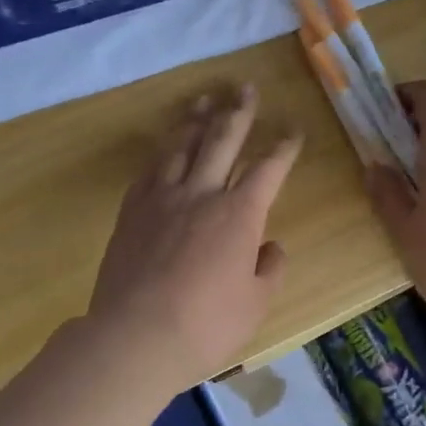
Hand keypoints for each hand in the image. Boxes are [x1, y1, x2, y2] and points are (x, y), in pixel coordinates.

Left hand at [88, 85, 302, 394]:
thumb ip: (269, 270)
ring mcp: (161, 198)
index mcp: (240, 214)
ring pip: (181, 146)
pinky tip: (165, 147)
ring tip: (205, 101)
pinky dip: (162, 152)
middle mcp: (201, 193)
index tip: (294, 130)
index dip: (285, 147)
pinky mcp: (131, 211)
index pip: (269, 168)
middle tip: (245, 88)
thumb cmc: (206, 326)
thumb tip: (271, 246)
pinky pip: (149, 169)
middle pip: (222, 140)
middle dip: (239, 112)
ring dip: (196, 120)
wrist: (134, 337)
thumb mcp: (255, 304)